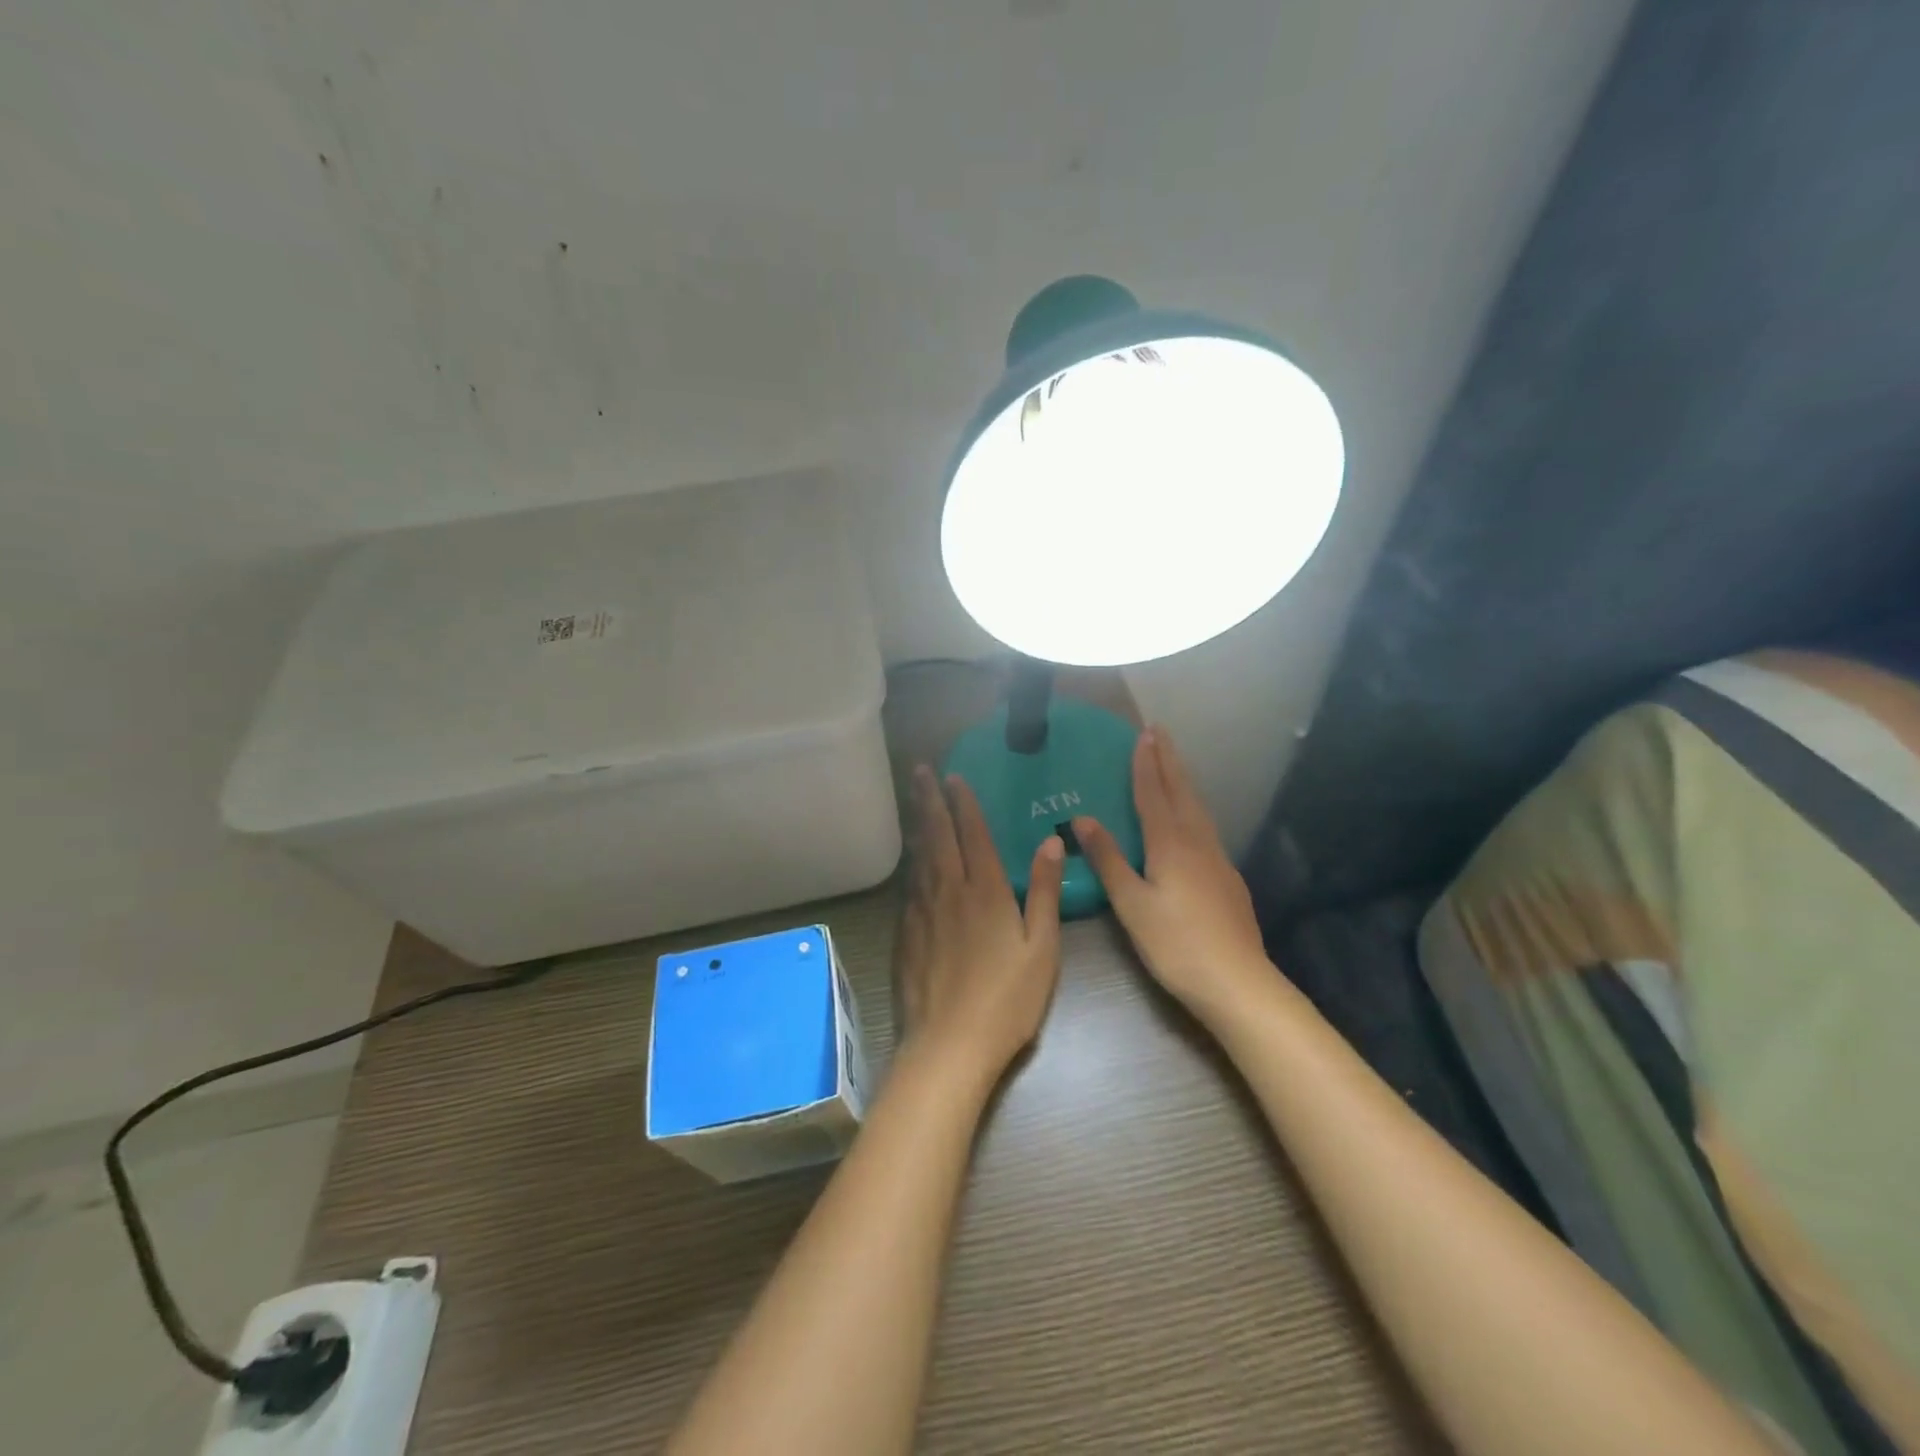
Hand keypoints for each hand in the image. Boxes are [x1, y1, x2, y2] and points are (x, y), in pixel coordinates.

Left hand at [895, 766, 1065, 1087]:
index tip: (954, 776)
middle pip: (937, 835)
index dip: (964, 803)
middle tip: (920, 770)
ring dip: (918, 824)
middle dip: (930, 800)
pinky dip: (910, 861)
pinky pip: (909, 885)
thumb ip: (1044, 892)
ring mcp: (923, 912)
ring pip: (919, 856)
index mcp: (986, 891)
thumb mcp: (1041, 948)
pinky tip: (911, 858)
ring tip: (914, 800)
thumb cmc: (1007, 1000)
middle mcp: (949, 891)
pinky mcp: (906, 934)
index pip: (973, 834)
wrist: (949, 1045)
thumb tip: (1051, 841)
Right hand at [1073, 728, 1270, 1022]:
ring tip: (1173, 764)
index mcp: (1170, 844)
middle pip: (1181, 792)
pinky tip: (1191, 820)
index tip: (1143, 734)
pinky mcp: (1227, 878)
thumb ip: (1108, 859)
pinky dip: (1193, 808)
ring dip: (1183, 781)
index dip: (1146, 764)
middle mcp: (1197, 842)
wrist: (1237, 982)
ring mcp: (1217, 859)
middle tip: (1160, 732)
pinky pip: (1206, 828)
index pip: (1154, 793)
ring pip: (1198, 808)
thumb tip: (1082, 818)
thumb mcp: (1131, 903)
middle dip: (1169, 761)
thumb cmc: (1175, 944)